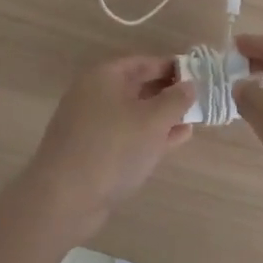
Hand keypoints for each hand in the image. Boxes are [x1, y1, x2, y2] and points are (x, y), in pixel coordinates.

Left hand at [18, 55, 195, 242]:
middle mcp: (94, 95)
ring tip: (192, 120)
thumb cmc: (112, 148)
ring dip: (162, 116)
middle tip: (198, 99)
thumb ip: (175, 99)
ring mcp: (91, 125)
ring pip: (133, 114)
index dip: (171, 67)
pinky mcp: (92, 152)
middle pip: (137, 87)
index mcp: (104, 76)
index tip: (198, 74)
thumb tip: (189, 85)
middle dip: (167, 93)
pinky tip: (175, 141)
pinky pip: (127, 135)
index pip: (143, 62)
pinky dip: (150, 135)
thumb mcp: (152, 120)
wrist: (64, 199)